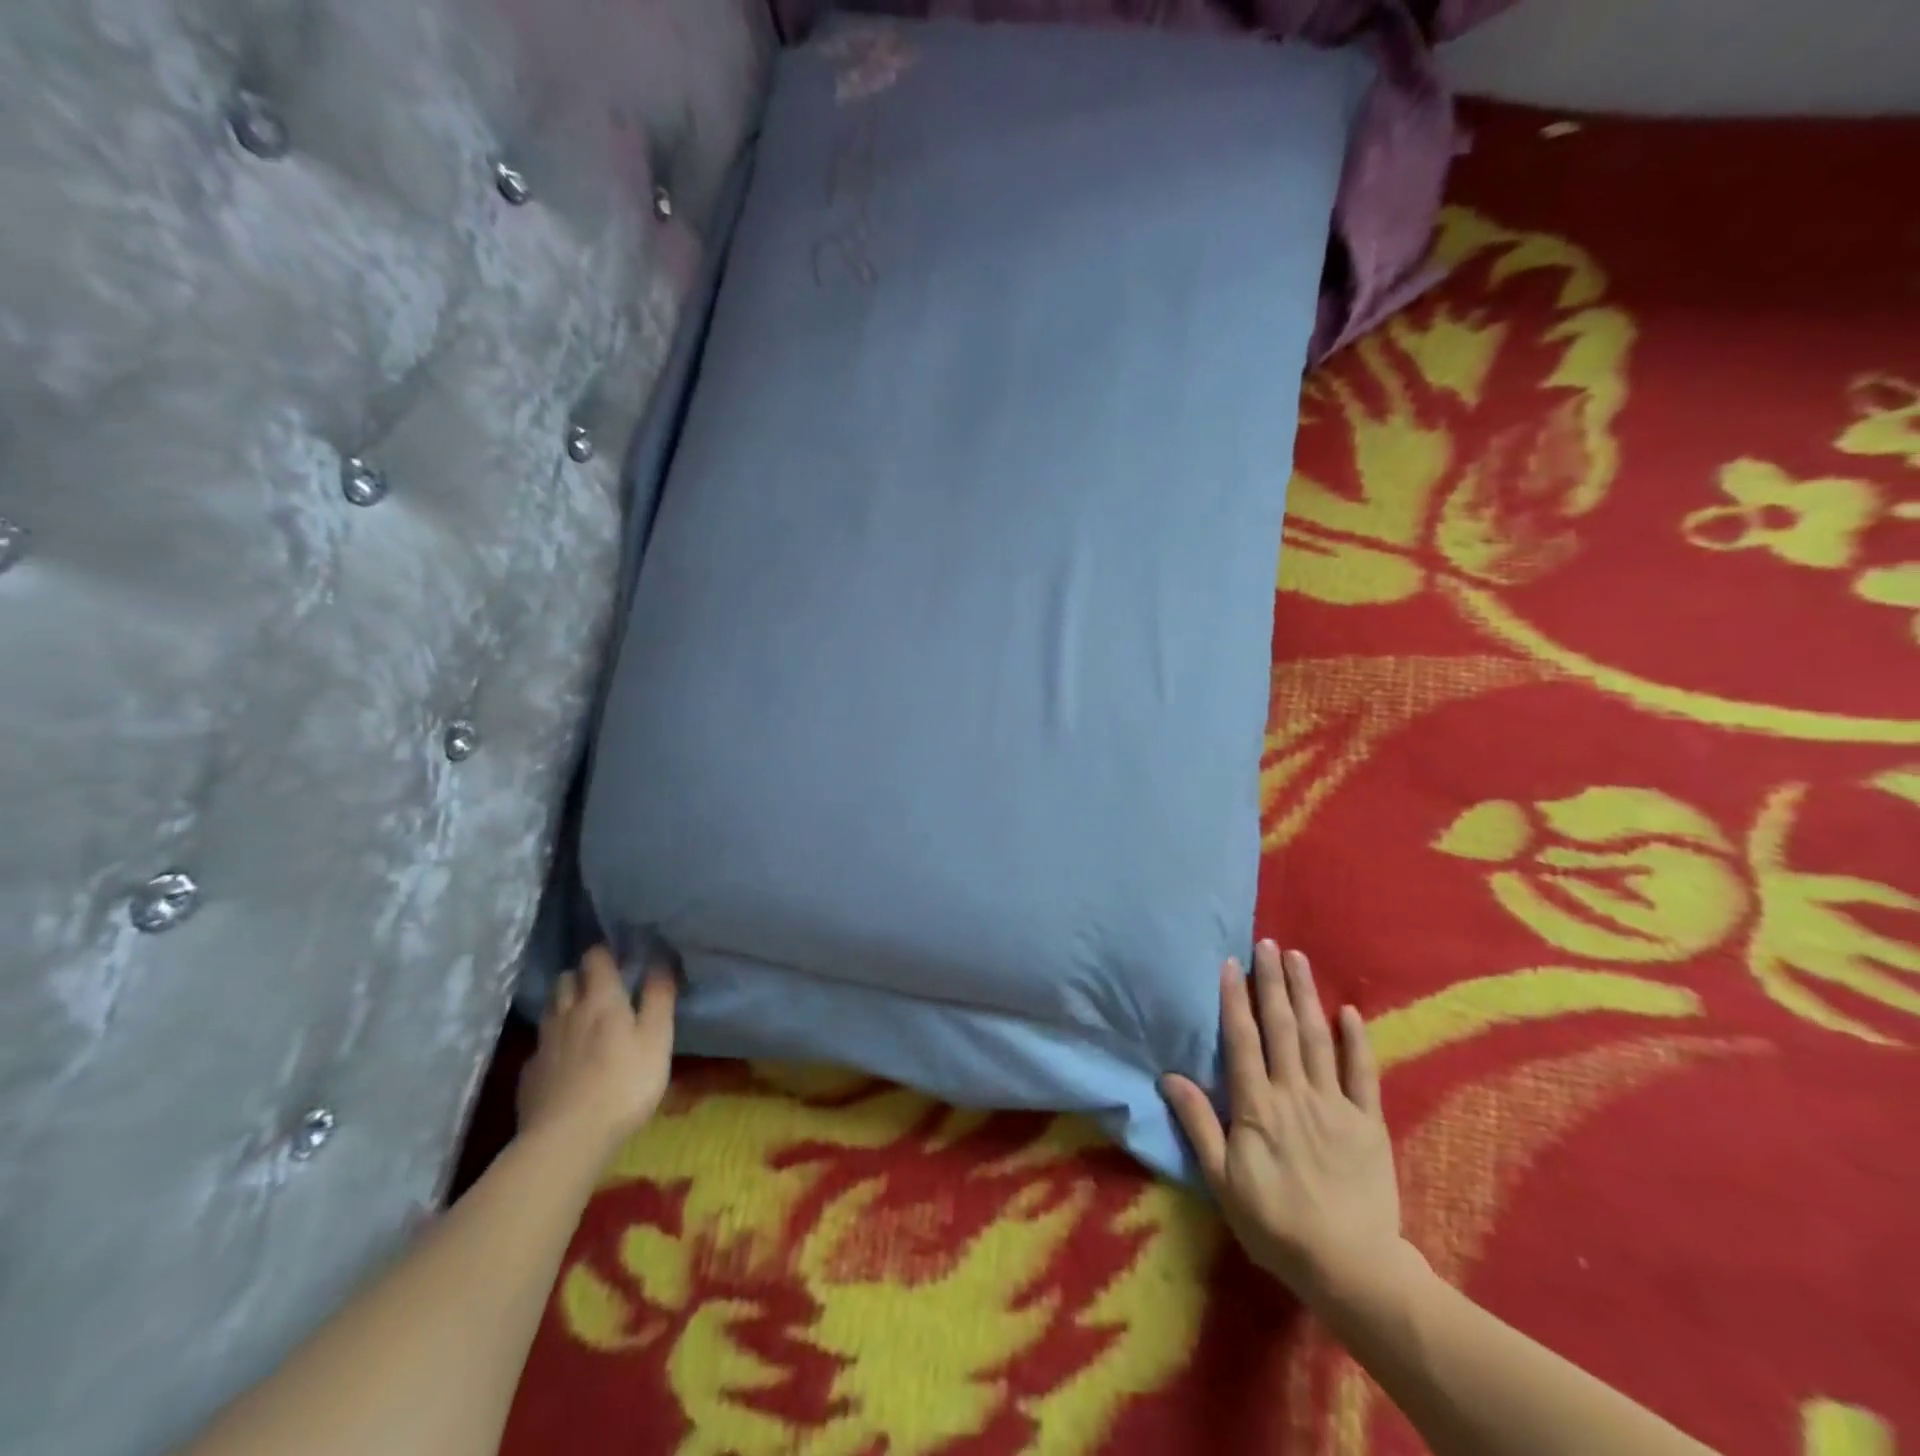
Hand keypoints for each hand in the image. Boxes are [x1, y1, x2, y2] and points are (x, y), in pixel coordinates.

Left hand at [517, 945, 676, 1154]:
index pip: (595, 957)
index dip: (606, 952)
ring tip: (583, 1019)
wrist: (566, 1141)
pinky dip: (554, 1043)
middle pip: (566, 979)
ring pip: (551, 1009)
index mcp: (600, 999)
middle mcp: (567, 1013)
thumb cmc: (624, 1084)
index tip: (621, 956)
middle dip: (581, 976)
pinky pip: (541, 1045)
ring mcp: (543, 1044)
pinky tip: (565, 1060)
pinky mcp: (529, 1075)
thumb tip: (661, 959)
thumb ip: (659, 997)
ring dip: (565, 1005)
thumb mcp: (657, 1039)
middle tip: (602, 988)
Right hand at [1161, 942, 1405, 1305]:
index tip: (1231, 963)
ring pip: (1317, 1038)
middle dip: (1272, 982)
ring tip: (1298, 958)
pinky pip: (1363, 1073)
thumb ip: (1199, 1125)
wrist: (1351, 1269)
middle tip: (1267, 943)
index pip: (1243, 1040)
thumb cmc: (1275, 1225)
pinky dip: (1356, 1040)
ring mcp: (1335, 1105)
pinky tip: (1349, 1011)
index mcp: (1258, 1107)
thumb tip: (1169, 1077)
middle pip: (1281, 1027)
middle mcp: (1295, 1094)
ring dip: (1306, 995)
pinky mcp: (1368, 1122)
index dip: (1235, 999)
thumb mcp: (1223, 1181)